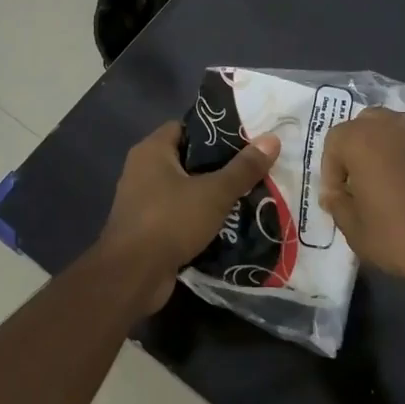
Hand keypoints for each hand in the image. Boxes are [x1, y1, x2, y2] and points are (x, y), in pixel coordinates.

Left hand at [97, 120, 280, 289]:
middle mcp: (142, 171)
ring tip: (247, 195)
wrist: (132, 276)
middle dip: (219, 165)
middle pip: (187, 159)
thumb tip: (272, 139)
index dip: (214, 131)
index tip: (245, 139)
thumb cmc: (169, 221)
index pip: (185, 127)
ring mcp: (142, 201)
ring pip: (185, 189)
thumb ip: (243, 168)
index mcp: (151, 151)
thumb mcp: (214, 193)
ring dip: (211, 194)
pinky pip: (179, 214)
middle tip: (253, 169)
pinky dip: (199, 218)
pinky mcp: (147, 229)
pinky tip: (228, 224)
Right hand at [319, 110, 404, 280]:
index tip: (338, 198)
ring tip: (396, 185)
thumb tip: (335, 194)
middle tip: (363, 182)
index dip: (331, 171)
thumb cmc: (402, 236)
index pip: (334, 142)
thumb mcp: (356, 231)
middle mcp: (396, 125)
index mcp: (363, 139)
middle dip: (360, 150)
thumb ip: (338, 205)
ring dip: (392, 151)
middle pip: (367, 125)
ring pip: (401, 132)